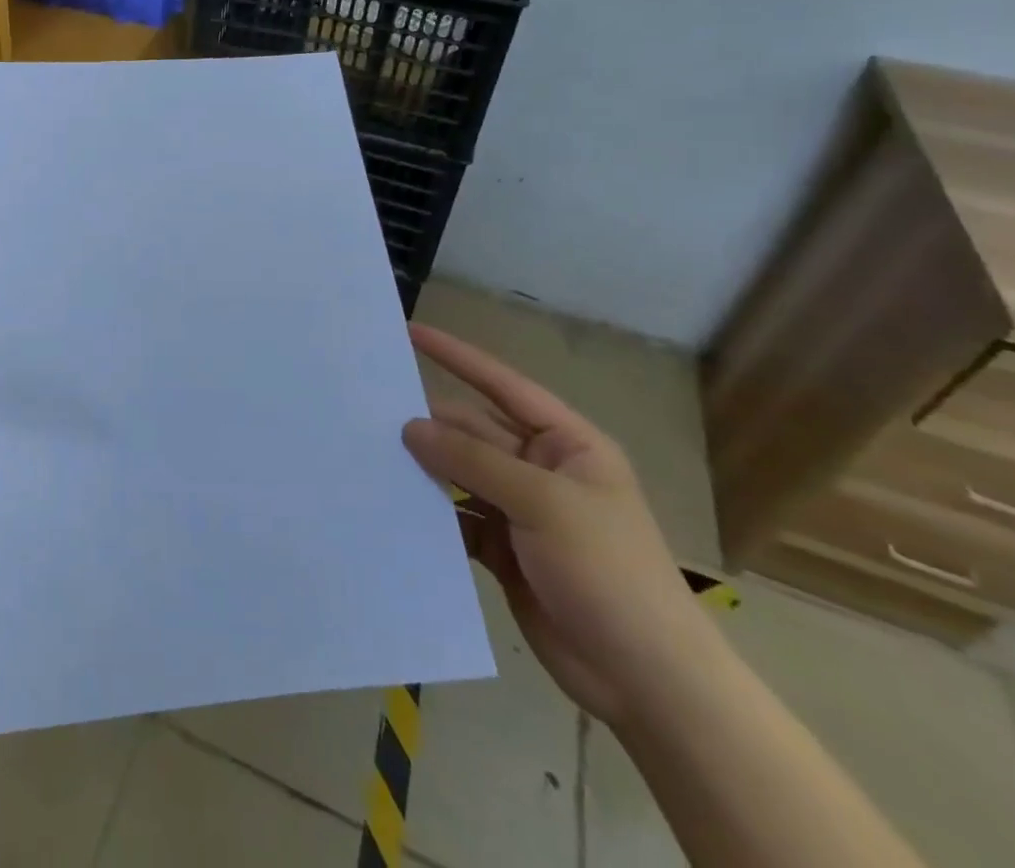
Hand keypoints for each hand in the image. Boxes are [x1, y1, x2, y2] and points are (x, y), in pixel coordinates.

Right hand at [402, 324, 715, 726]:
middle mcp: (542, 469)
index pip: (503, 385)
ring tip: (369, 454)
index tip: (410, 332)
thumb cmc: (608, 572)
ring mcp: (521, 512)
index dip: (457, 357)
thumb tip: (410, 427)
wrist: (647, 682)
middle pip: (473, 431)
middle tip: (368, 409)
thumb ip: (473, 460)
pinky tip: (392, 506)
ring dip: (423, 468)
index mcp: (568, 444)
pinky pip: (456, 516)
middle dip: (428, 422)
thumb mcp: (544, 504)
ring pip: (460, 474)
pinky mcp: (502, 550)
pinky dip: (430, 512)